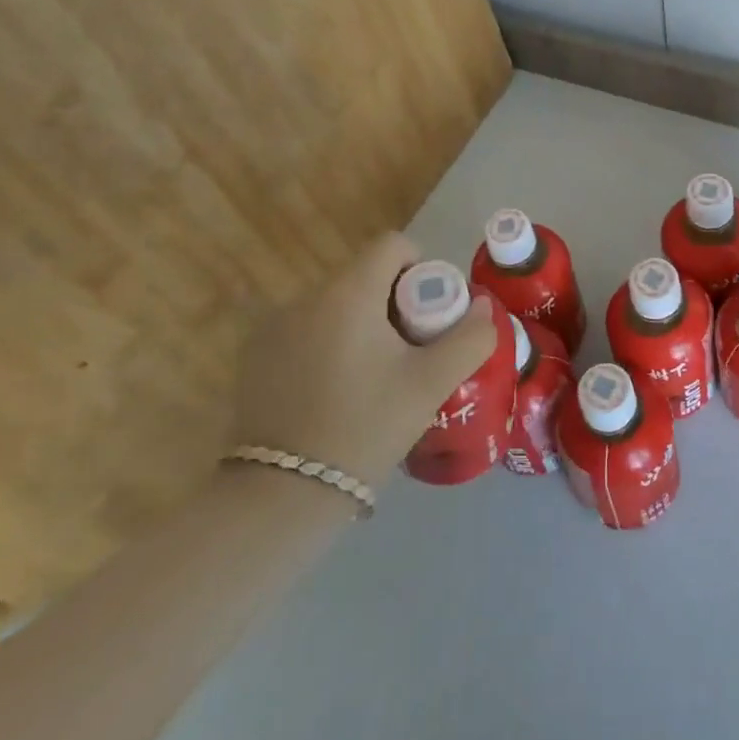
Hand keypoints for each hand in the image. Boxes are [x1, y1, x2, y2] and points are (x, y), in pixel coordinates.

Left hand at [231, 233, 496, 485]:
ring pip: (336, 303)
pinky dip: (330, 341)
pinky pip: (308, 328)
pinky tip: (335, 389)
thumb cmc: (366, 427)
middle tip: (409, 352)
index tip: (429, 315)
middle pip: (365, 274)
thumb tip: (482, 306)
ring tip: (373, 376)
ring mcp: (274, 324)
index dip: (421, 269)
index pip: (393, 245)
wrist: (283, 493)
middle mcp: (306, 296)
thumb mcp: (432, 383)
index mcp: (349, 292)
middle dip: (394, 302)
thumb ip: (470, 337)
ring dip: (362, 322)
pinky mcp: (256, 354)